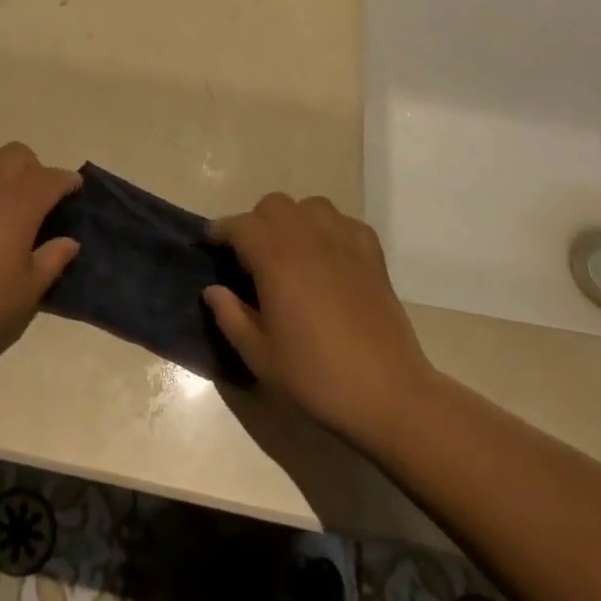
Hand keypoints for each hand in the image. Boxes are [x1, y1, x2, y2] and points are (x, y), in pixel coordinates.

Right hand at [204, 194, 433, 447]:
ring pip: (310, 205)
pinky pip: (345, 222)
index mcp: (274, 258)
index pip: (238, 225)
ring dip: (294, 220)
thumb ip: (230, 316)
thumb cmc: (316, 377)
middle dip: (256, 223)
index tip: (211, 245)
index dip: (220, 232)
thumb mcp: (260, 356)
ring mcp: (344, 242)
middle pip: (273, 205)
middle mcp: (307, 238)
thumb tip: (213, 291)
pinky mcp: (372, 256)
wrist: (389, 395)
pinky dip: (330, 229)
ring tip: (291, 252)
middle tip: (251, 257)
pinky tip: (328, 257)